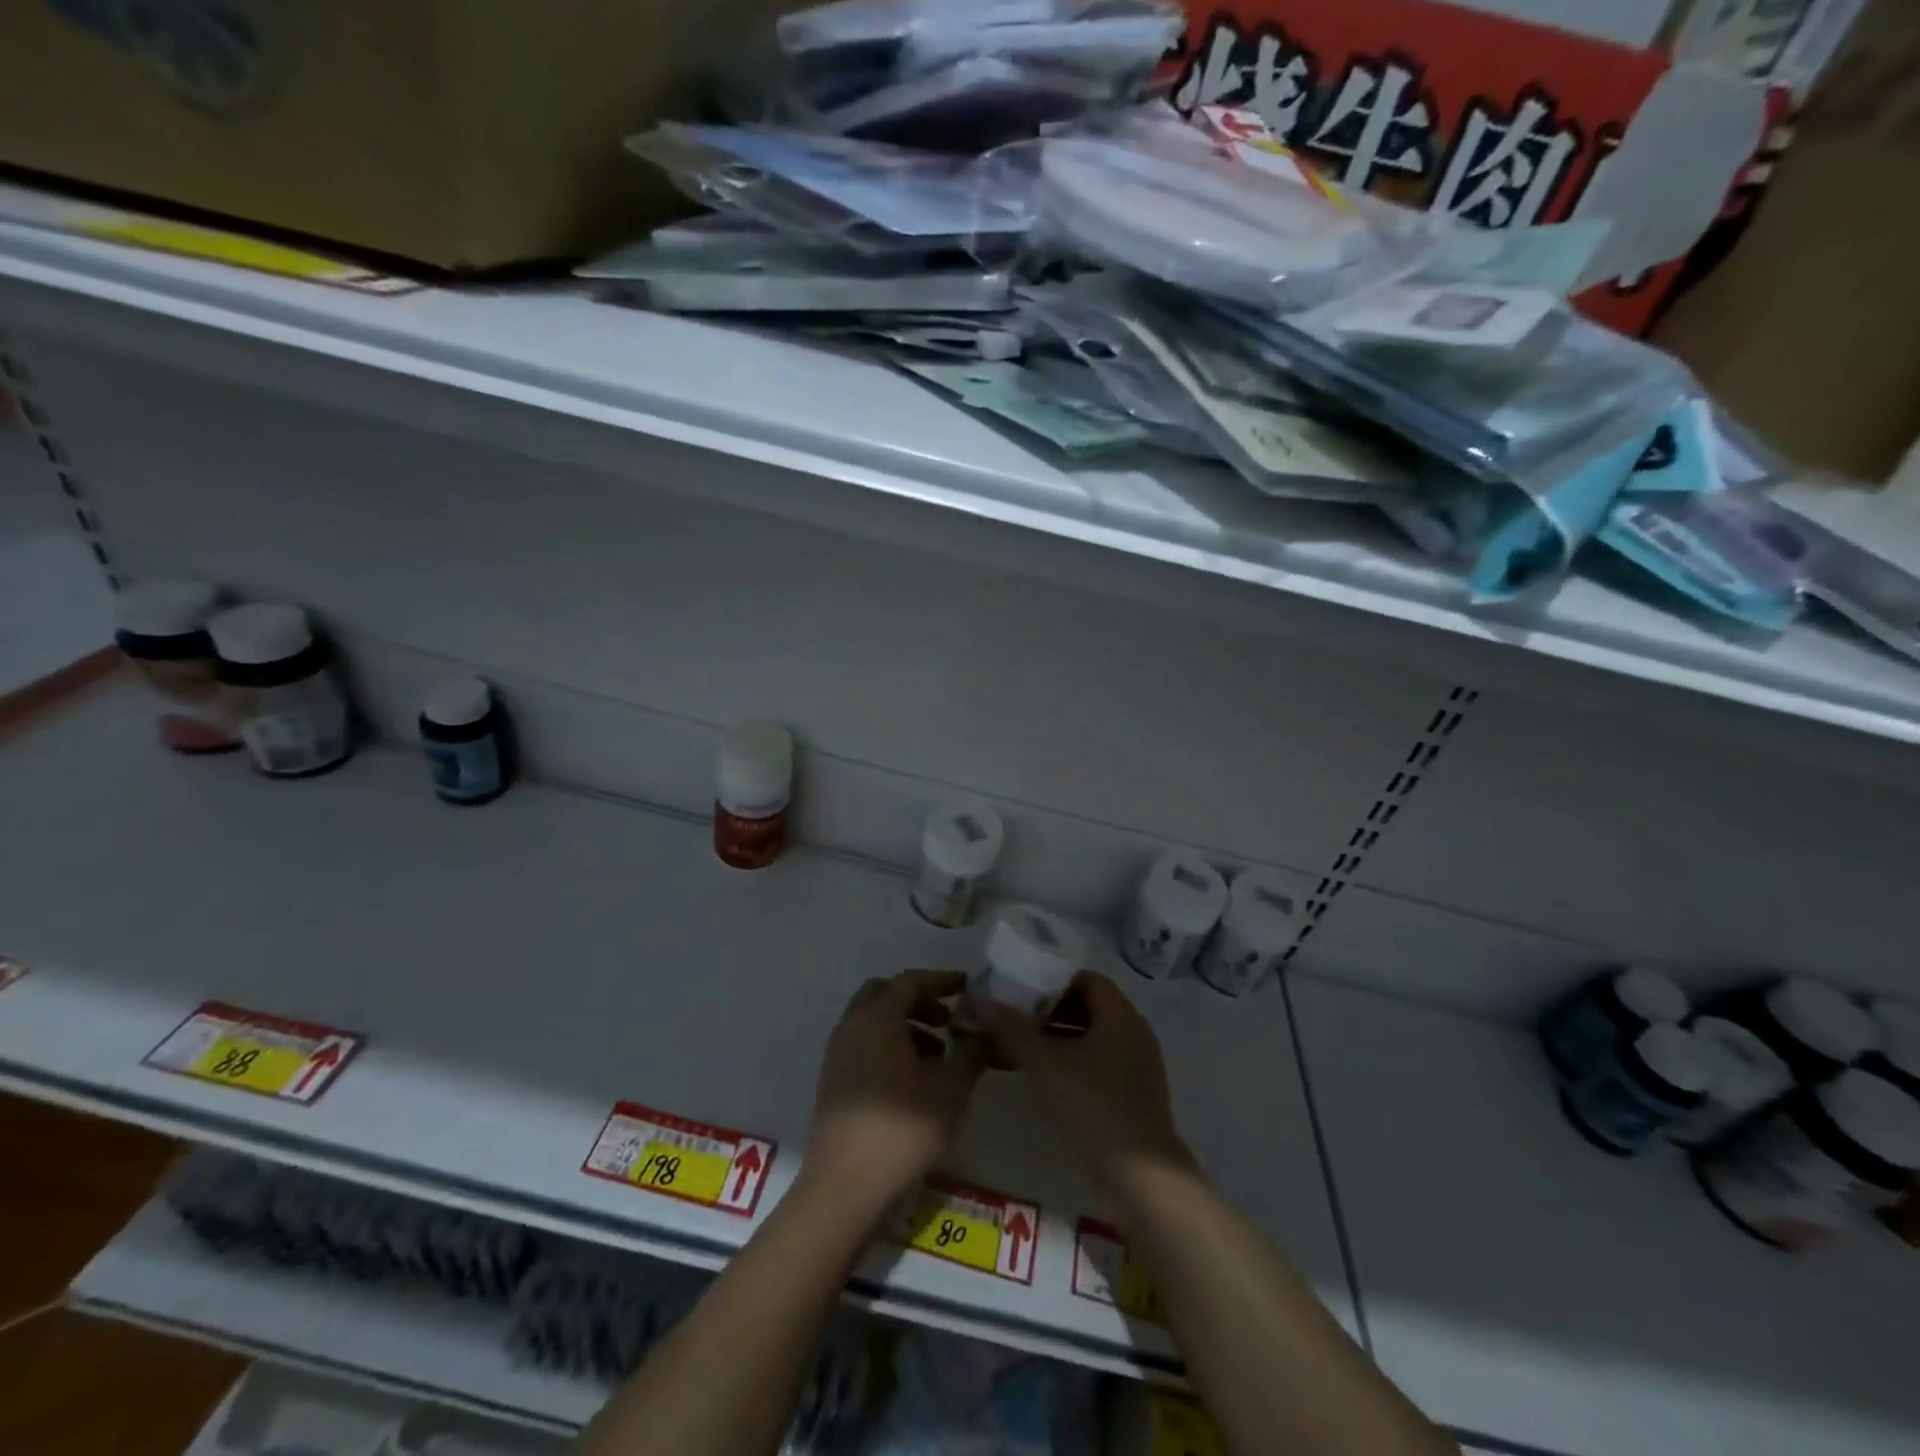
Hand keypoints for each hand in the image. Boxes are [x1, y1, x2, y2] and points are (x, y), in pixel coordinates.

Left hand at [803, 971, 983, 1218]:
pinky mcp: (832, 1082)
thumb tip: (985, 1030)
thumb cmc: (903, 1129)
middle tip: (947, 1020)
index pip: (910, 981)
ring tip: (938, 1055)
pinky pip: (862, 1045)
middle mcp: (852, 1026)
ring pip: (871, 1021)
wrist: (845, 1186)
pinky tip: (912, 1079)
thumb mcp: (952, 1089)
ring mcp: (837, 1054)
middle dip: (917, 1000)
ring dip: (903, 1025)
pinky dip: (888, 1045)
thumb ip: (972, 1051)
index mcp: (878, 1018)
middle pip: (884, 994)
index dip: (940, 980)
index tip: (966, 986)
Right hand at [977, 972, 1191, 1189]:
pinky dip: (1072, 1063)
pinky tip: (1044, 1080)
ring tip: (1021, 1051)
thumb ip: (1012, 1029)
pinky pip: (1099, 1063)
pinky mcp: (1133, 1094)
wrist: (1140, 1178)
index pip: (1086, 979)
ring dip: (1058, 1039)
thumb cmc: (1093, 1106)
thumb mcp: (1045, 1064)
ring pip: (1091, 1038)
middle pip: (1088, 1007)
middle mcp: (1133, 1032)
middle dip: (1050, 1012)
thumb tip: (980, 999)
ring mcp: (1137, 1065)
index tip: (1022, 994)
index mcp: (1120, 1015)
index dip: (1053, 982)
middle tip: (1016, 1022)